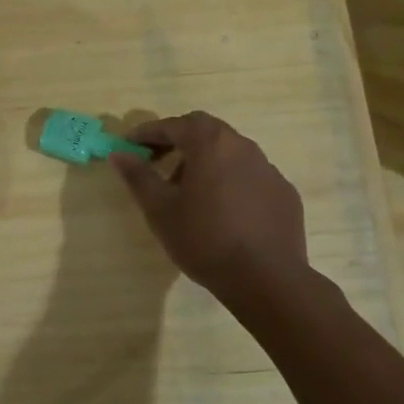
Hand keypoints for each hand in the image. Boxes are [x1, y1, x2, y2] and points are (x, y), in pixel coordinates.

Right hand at [110, 112, 307, 292]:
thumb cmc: (204, 239)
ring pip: (230, 153)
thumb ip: (138, 176)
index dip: (149, 132)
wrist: (265, 279)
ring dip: (206, 162)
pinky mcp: (284, 193)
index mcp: (211, 143)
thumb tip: (119, 154)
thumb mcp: (160, 209)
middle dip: (178, 141)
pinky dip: (230, 182)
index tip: (131, 144)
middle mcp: (243, 147)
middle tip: (158, 161)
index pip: (174, 125)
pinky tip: (223, 211)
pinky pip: (250, 176)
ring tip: (189, 191)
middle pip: (205, 132)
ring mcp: (268, 169)